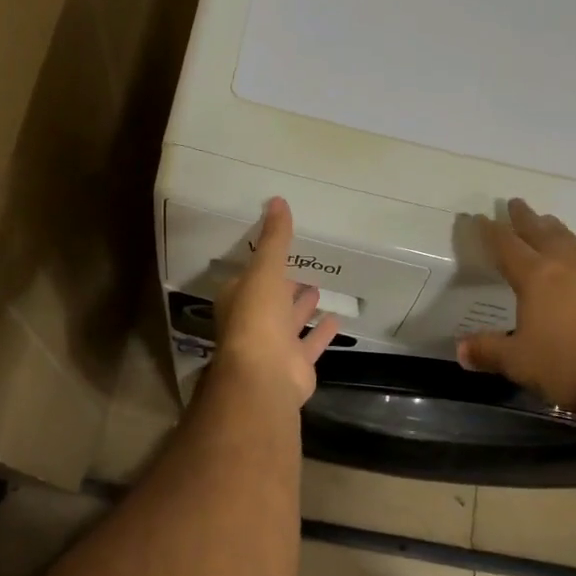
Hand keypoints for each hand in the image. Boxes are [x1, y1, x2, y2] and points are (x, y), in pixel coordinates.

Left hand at [213, 198, 339, 404]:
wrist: (265, 374)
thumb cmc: (257, 317)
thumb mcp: (265, 269)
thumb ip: (275, 239)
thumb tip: (277, 200)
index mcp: (239, 299)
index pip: (250, 277)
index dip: (264, 265)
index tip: (280, 251)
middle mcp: (254, 322)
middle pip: (271, 300)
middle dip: (285, 286)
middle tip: (304, 269)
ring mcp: (274, 346)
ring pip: (290, 322)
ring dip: (302, 307)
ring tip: (320, 288)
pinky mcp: (295, 364)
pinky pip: (310, 343)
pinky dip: (321, 332)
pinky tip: (337, 319)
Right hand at [457, 199, 575, 417]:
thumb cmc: (569, 365)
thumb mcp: (519, 362)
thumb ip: (489, 351)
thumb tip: (461, 349)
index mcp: (536, 278)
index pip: (507, 246)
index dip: (491, 231)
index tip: (480, 216)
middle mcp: (566, 268)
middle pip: (542, 233)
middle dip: (526, 218)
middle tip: (516, 202)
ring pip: (571, 243)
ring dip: (556, 230)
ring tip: (549, 222)